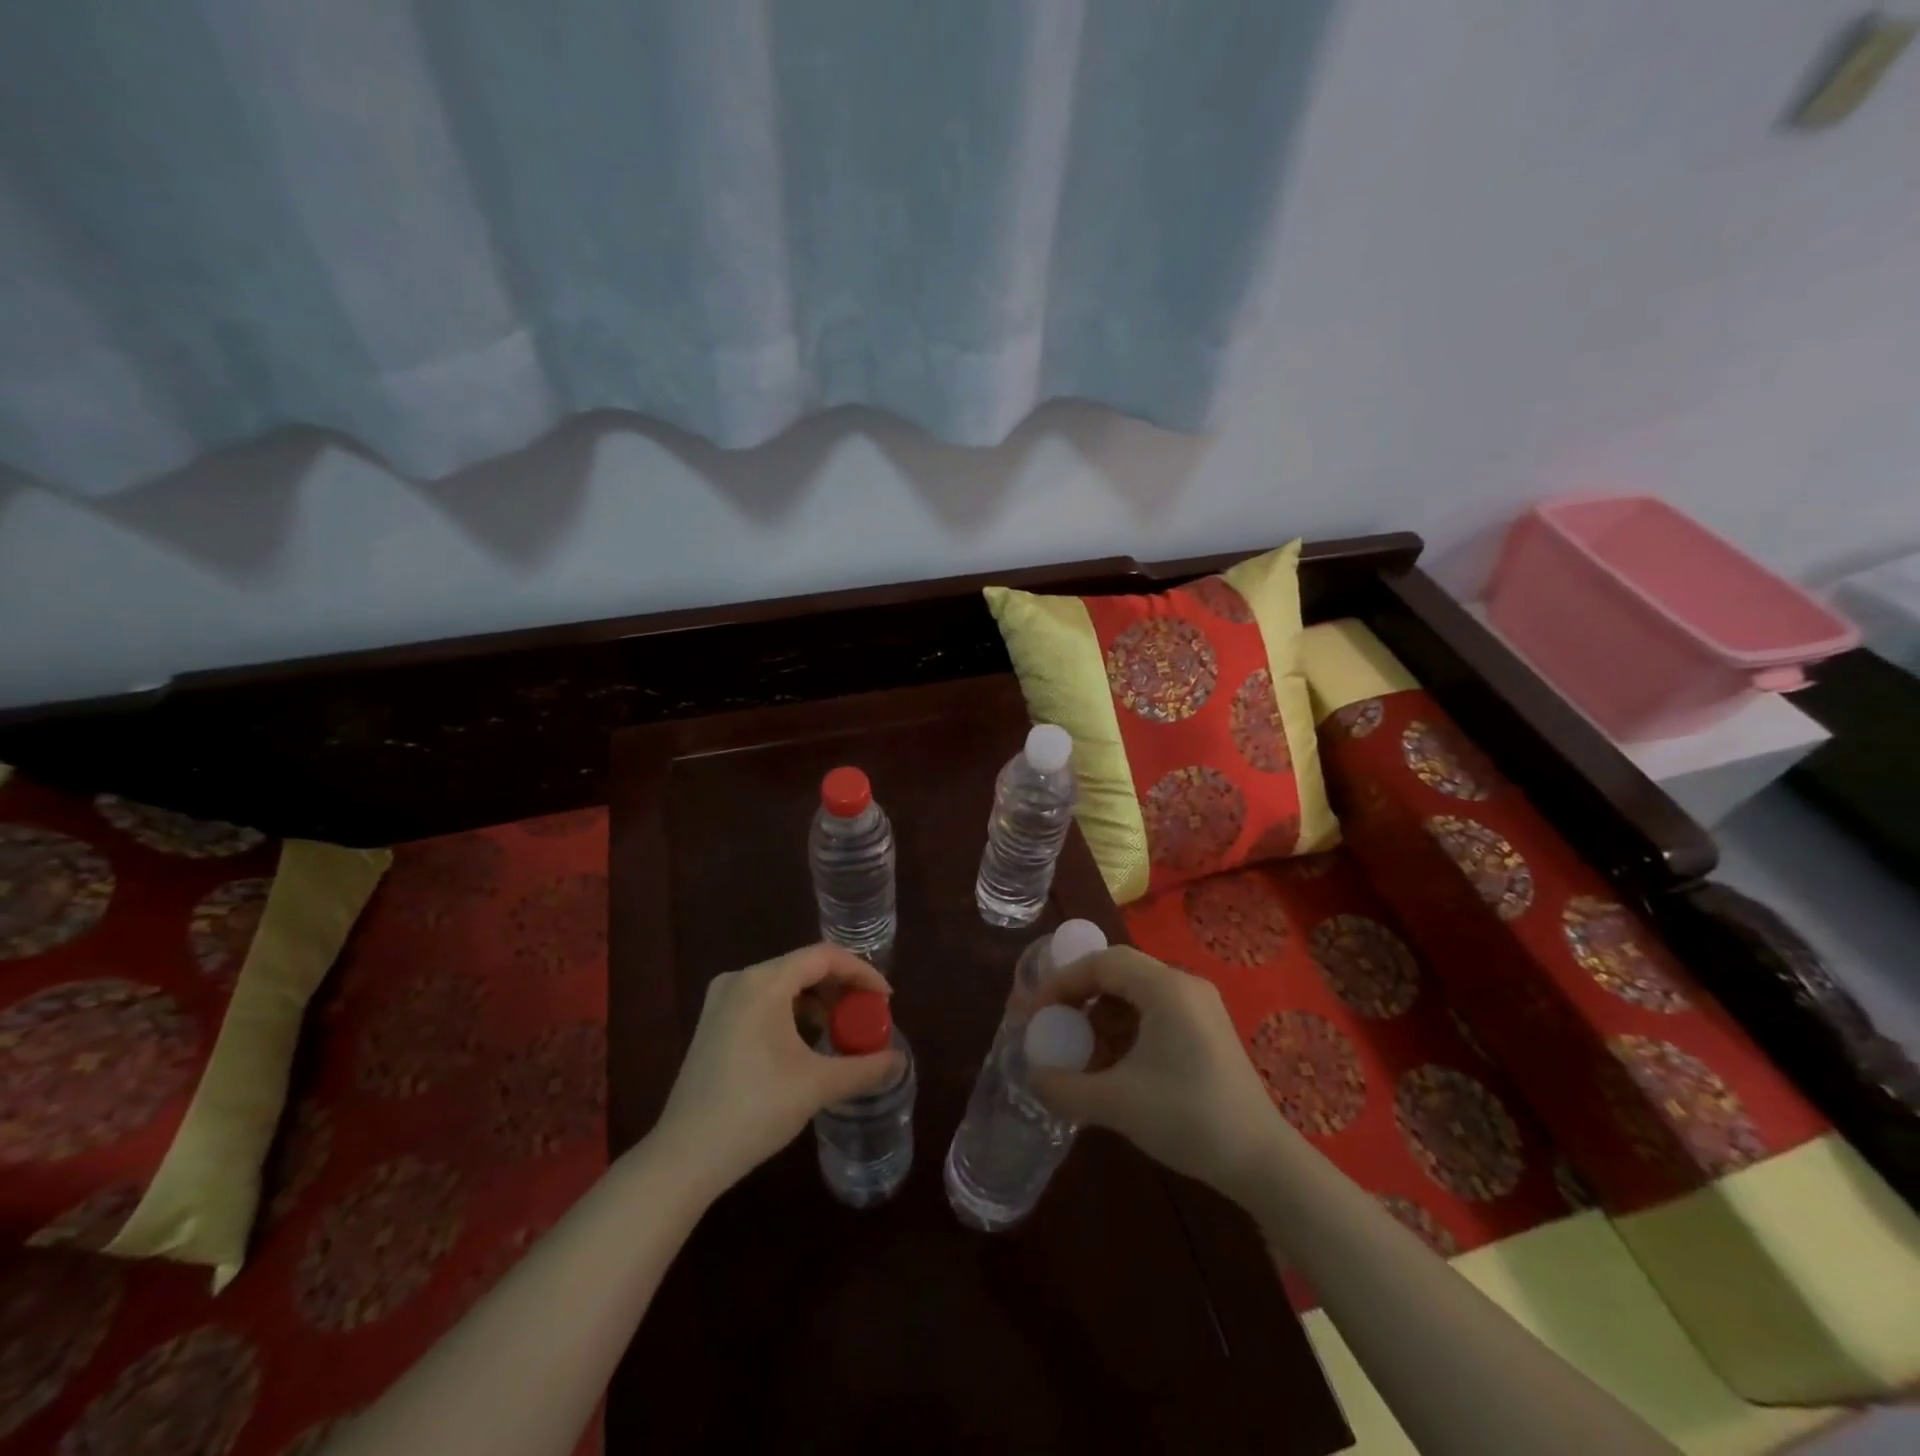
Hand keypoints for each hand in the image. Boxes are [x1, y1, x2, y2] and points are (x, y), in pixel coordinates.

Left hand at [651, 944, 903, 1194]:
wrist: (684, 1158)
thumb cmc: (754, 1110)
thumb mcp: (817, 1086)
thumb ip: (864, 1068)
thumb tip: (900, 1062)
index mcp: (764, 982)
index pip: (824, 957)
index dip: (861, 972)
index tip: (885, 999)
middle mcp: (740, 980)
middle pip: (803, 966)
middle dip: (841, 987)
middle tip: (867, 1015)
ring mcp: (721, 1000)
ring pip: (783, 984)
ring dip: (817, 1001)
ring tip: (840, 1029)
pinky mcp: (713, 1023)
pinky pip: (764, 1001)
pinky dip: (792, 1012)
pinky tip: (806, 1042)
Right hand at [1031, 947, 1285, 1198]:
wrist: (1262, 1161)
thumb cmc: (1188, 1118)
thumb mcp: (1117, 1103)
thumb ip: (1065, 1087)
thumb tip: (1033, 1077)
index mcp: (1165, 988)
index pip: (1101, 962)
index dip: (1062, 982)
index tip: (1036, 1012)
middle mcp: (1184, 985)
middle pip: (1117, 972)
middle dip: (1079, 996)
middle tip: (1053, 1024)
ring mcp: (1199, 1006)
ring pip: (1135, 994)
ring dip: (1101, 1017)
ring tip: (1080, 1052)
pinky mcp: (1206, 1030)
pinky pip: (1154, 1013)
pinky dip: (1125, 1030)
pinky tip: (1113, 1065)